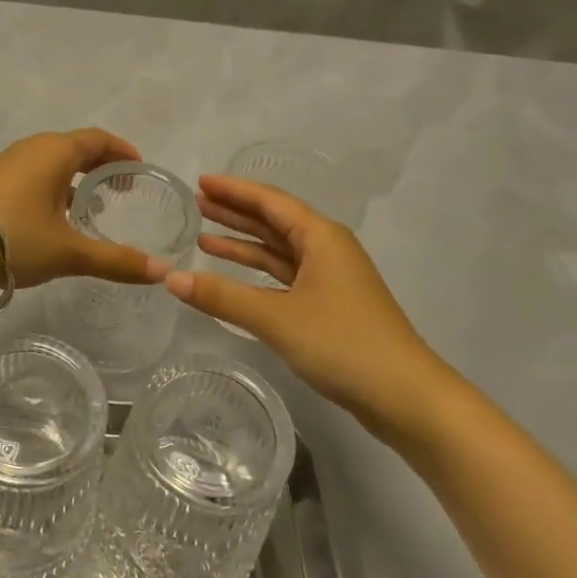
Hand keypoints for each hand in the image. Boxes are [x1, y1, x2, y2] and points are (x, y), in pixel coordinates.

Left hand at [0, 130, 169, 288]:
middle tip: (121, 192)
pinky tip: (51, 221)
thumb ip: (116, 260)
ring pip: (51, 164)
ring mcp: (6, 164)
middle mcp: (32, 148)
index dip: (123, 152)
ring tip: (89, 210)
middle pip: (75, 148)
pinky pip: (32, 176)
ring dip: (74, 180)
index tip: (139, 169)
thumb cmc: (13, 237)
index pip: (99, 139)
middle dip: (100, 167)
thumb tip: (161, 271)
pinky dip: (51, 189)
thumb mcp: (68, 252)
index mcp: (56, 151)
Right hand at [165, 175, 450, 431]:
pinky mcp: (330, 305)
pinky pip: (285, 276)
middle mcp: (327, 248)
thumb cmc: (342, 343)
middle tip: (196, 203)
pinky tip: (234, 277)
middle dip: (235, 212)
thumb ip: (222, 296)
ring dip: (244, 243)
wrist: (405, 396)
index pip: (269, 201)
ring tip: (203, 236)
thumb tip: (171, 278)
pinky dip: (258, 273)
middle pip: (274, 221)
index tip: (199, 182)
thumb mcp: (276, 317)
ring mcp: (330, 278)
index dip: (233, 190)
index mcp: (321, 236)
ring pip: (279, 251)